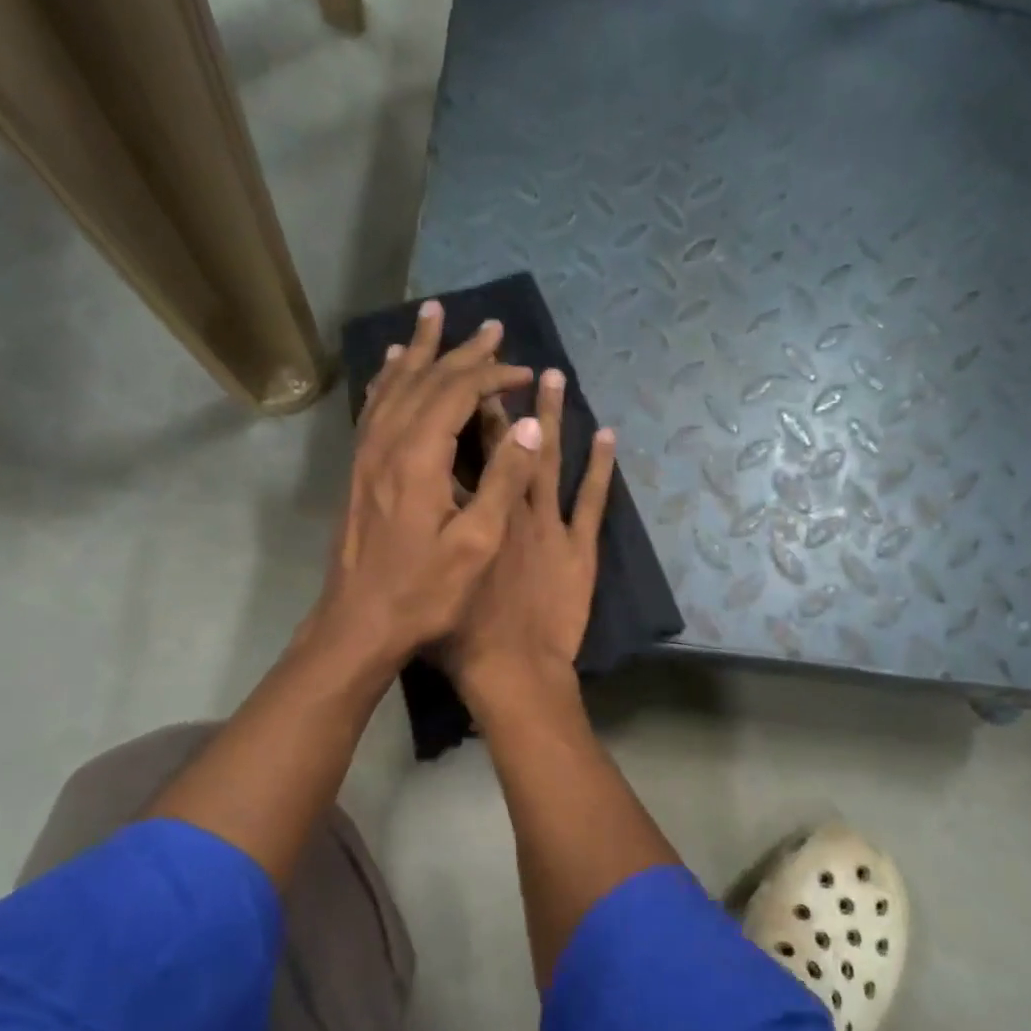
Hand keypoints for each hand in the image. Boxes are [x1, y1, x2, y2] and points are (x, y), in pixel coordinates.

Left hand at [308, 300, 542, 671]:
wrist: (359, 622)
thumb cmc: (423, 591)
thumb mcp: (476, 544)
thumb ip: (503, 480)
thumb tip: (530, 425)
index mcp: (418, 456)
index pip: (458, 393)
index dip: (494, 375)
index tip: (527, 372)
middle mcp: (386, 443)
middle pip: (425, 379)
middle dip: (461, 351)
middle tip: (490, 325)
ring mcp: (366, 455)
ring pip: (394, 386)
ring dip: (420, 352)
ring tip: (432, 318)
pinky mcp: (357, 470)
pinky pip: (373, 408)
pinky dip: (388, 380)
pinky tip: (391, 370)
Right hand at [440, 367, 615, 708]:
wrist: (512, 668)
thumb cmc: (464, 632)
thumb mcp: (439, 576)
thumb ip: (434, 535)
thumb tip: (423, 501)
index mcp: (474, 515)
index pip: (467, 454)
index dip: (466, 415)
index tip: (470, 380)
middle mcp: (512, 508)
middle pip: (510, 445)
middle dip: (507, 402)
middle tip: (511, 362)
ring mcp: (549, 526)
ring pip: (552, 460)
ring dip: (554, 415)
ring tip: (556, 375)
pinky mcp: (579, 548)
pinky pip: (592, 500)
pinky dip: (601, 466)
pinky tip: (607, 434)